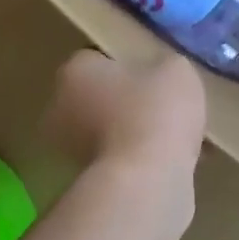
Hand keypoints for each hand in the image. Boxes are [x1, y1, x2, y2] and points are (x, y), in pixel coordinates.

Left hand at [44, 51, 205, 237]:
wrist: (146, 181)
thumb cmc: (154, 110)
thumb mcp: (175, 69)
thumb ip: (163, 65)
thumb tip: (161, 74)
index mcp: (74, 71)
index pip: (98, 58)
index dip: (129, 63)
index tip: (156, 73)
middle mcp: (61, 108)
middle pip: (101, 96)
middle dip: (129, 100)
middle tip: (166, 104)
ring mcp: (70, 149)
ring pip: (111, 130)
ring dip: (136, 132)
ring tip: (177, 135)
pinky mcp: (87, 182)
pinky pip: (120, 160)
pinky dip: (141, 160)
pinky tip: (174, 161)